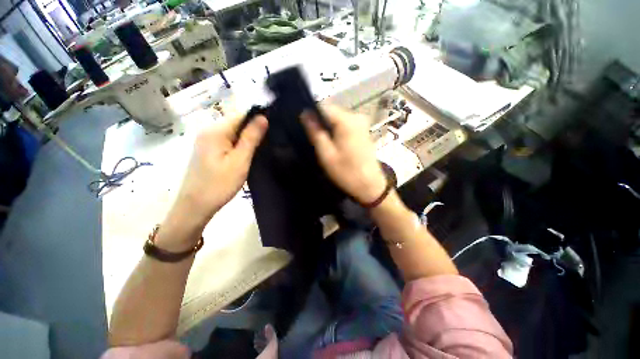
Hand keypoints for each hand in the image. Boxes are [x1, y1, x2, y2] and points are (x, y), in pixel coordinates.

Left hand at [174, 112, 267, 223]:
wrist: (195, 206)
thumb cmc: (219, 184)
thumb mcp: (240, 161)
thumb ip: (251, 138)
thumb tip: (263, 117)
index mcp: (215, 131)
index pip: (241, 115)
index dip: (258, 119)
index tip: (274, 127)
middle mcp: (209, 131)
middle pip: (237, 123)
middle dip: (254, 130)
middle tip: (270, 141)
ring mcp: (207, 141)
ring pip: (233, 133)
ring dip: (248, 138)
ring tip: (262, 148)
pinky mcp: (208, 150)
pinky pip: (228, 141)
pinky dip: (240, 145)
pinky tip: (248, 154)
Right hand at [301, 105, 386, 203]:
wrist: (370, 185)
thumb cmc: (347, 172)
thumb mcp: (327, 154)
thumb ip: (315, 132)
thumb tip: (305, 114)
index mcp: (347, 121)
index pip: (324, 106)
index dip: (312, 114)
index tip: (306, 128)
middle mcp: (356, 117)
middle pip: (332, 112)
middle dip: (321, 123)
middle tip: (315, 140)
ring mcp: (362, 123)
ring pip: (338, 119)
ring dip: (329, 128)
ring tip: (324, 143)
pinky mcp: (363, 130)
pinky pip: (345, 125)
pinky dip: (337, 131)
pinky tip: (335, 144)